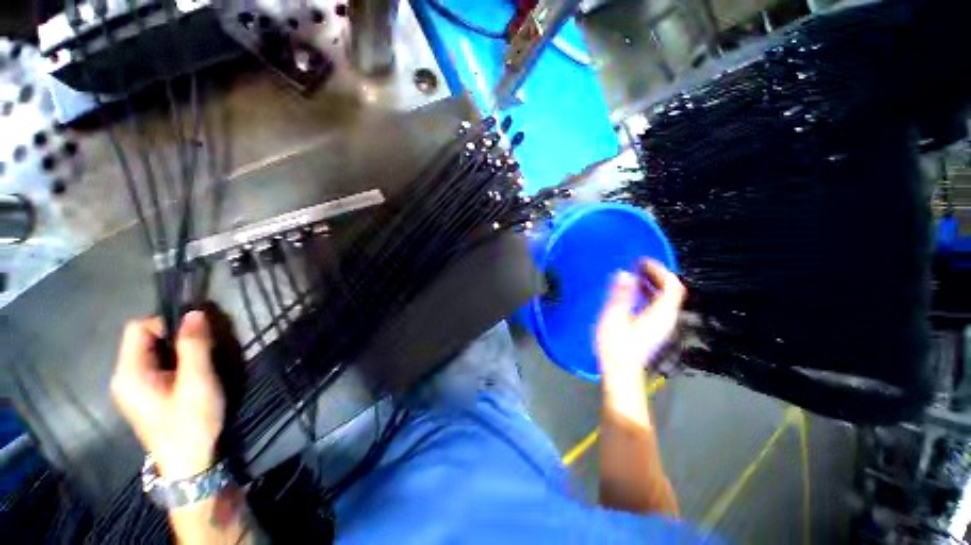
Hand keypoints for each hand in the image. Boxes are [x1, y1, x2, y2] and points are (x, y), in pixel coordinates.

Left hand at [112, 311, 224, 478]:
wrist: (189, 464)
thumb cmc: (190, 422)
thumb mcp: (197, 382)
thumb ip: (194, 346)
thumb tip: (195, 312)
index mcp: (128, 373)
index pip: (137, 328)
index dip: (166, 324)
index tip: (195, 337)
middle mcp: (123, 377)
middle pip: (143, 339)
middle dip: (174, 338)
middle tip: (202, 351)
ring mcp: (132, 388)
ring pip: (152, 352)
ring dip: (177, 351)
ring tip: (200, 365)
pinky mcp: (143, 396)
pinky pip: (156, 366)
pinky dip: (175, 363)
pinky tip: (191, 377)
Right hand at [596, 259, 685, 376]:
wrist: (620, 370)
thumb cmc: (616, 345)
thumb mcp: (614, 317)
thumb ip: (621, 295)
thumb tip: (625, 274)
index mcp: (660, 314)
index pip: (672, 286)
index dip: (660, 270)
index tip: (642, 261)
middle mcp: (667, 318)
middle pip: (671, 290)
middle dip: (656, 274)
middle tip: (637, 265)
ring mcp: (662, 324)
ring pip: (665, 298)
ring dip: (652, 283)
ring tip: (634, 275)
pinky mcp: (655, 328)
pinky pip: (658, 305)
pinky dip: (648, 294)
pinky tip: (633, 293)